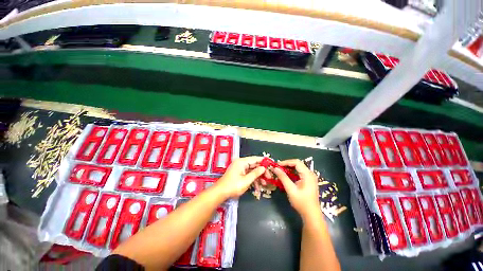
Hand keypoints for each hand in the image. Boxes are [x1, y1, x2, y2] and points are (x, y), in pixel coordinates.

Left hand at [214, 156, 265, 198]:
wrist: (220, 192)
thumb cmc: (233, 186)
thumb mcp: (246, 180)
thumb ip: (256, 173)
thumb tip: (263, 168)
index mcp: (242, 162)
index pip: (255, 159)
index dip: (264, 161)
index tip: (271, 163)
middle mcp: (241, 163)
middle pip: (254, 165)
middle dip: (262, 171)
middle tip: (269, 177)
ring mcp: (239, 168)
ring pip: (252, 170)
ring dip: (258, 177)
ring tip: (264, 184)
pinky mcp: (239, 173)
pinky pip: (248, 174)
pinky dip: (253, 179)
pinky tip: (258, 186)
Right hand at [273, 159, 319, 219]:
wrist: (311, 214)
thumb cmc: (301, 202)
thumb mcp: (291, 189)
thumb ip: (283, 178)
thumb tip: (275, 168)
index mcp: (308, 175)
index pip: (296, 162)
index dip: (286, 162)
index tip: (277, 165)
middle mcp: (310, 174)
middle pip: (297, 164)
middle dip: (287, 165)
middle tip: (277, 168)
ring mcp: (310, 177)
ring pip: (298, 168)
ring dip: (289, 168)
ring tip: (280, 171)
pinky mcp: (309, 181)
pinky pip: (299, 172)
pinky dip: (292, 173)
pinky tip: (286, 176)